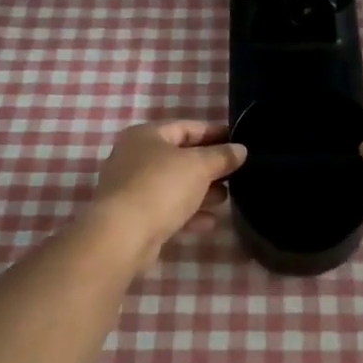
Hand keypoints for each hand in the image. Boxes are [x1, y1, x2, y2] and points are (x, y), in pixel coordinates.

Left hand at [91, 120, 246, 255]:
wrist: (122, 236)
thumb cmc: (161, 187)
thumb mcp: (198, 167)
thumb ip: (222, 156)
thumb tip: (240, 149)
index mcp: (147, 135)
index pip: (187, 127)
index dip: (215, 133)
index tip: (239, 141)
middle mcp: (135, 157)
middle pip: (180, 157)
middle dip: (209, 166)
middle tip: (237, 173)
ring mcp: (132, 188)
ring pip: (174, 185)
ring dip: (201, 191)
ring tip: (227, 198)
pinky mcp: (134, 216)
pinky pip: (167, 209)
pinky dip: (188, 213)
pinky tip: (210, 223)